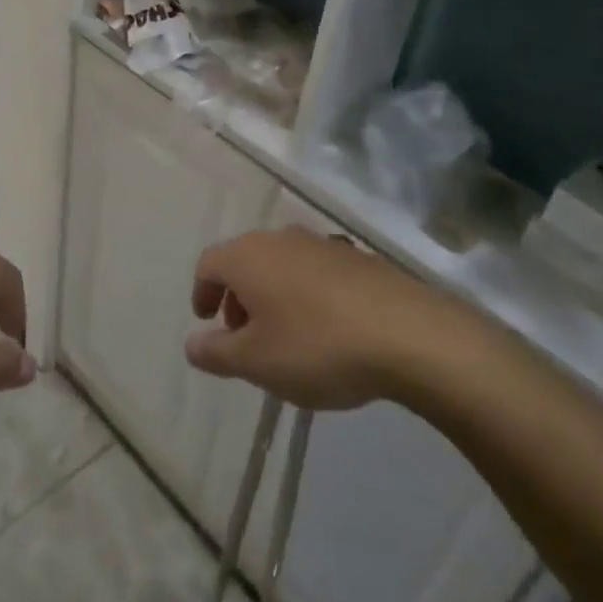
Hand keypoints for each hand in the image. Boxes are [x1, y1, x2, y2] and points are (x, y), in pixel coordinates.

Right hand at [185, 227, 470, 409]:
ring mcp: (323, 244)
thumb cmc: (317, 346)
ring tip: (286, 337)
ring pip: (282, 265)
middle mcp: (281, 239)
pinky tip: (327, 331)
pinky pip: (317, 272)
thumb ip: (217, 353)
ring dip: (273, 295)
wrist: (411, 335)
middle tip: (244, 336)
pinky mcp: (359, 258)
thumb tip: (192, 344)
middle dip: (238, 297)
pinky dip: (307, 295)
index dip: (202, 293)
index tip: (207, 321)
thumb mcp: (257, 362)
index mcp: (248, 256)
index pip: (209, 264)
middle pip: (246, 261)